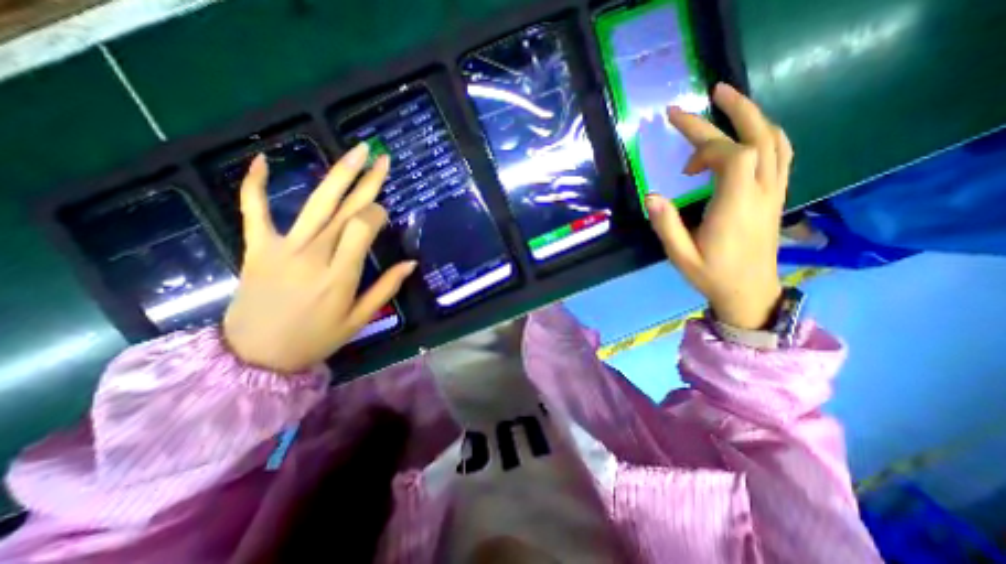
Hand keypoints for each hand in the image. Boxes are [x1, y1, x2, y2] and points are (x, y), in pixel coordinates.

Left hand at [223, 143, 417, 374]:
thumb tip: (411, 263)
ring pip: (316, 203)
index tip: (384, 212)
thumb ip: (386, 288)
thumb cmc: (315, 339)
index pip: (363, 227)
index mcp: (341, 274)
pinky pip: (254, 210)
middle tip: (383, 158)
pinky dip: (255, 184)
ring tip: (357, 152)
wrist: (255, 356)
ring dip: (338, 174)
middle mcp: (315, 254)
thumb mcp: (359, 319)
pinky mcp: (257, 247)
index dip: (377, 214)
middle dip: (367, 181)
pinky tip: (261, 159)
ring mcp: (283, 247)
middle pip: (346, 209)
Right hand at [643, 83, 792, 330]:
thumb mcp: (681, 256)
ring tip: (727, 105)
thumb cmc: (712, 275)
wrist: (749, 292)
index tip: (677, 131)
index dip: (705, 140)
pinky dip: (765, 135)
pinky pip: (780, 155)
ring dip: (753, 117)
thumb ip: (666, 226)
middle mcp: (761, 193)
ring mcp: (774, 192)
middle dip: (736, 110)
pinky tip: (747, 135)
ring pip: (776, 142)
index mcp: (735, 207)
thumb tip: (651, 196)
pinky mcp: (775, 196)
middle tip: (713, 91)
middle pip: (761, 137)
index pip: (732, 156)